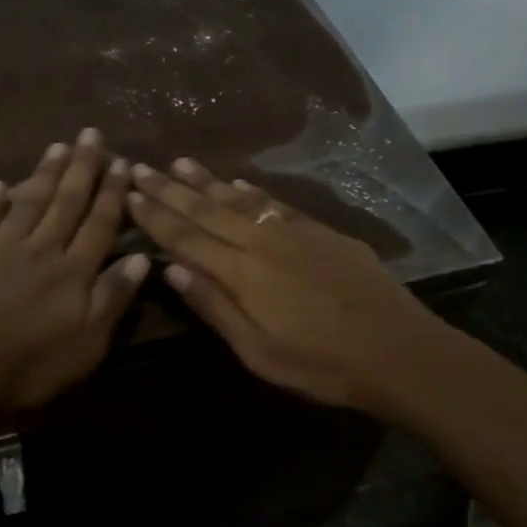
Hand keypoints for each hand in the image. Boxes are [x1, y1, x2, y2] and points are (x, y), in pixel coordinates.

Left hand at [0, 129, 150, 413]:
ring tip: (57, 147)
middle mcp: (42, 248)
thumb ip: (113, 298)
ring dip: (45, 173)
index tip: (122, 162)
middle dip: (82, 167)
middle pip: (66, 202)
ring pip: (30, 202)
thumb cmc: (29, 363)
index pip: (100, 223)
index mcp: (74, 270)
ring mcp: (2, 248)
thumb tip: (141, 258)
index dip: (113, 193)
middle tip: (90, 134)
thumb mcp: (87, 343)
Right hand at [125, 158, 441, 412]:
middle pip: (207, 210)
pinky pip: (275, 203)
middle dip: (170, 189)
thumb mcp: (258, 351)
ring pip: (240, 199)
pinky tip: (238, 182)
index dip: (155, 216)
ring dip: (206, 180)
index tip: (128, 194)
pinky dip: (251, 191)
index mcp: (242, 272)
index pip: (186, 237)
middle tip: (139, 167)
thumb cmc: (321, 364)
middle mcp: (262, 241)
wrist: (398, 350)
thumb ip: (214, 306)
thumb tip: (170, 268)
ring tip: (179, 162)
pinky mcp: (322, 231)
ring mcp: (294, 231)